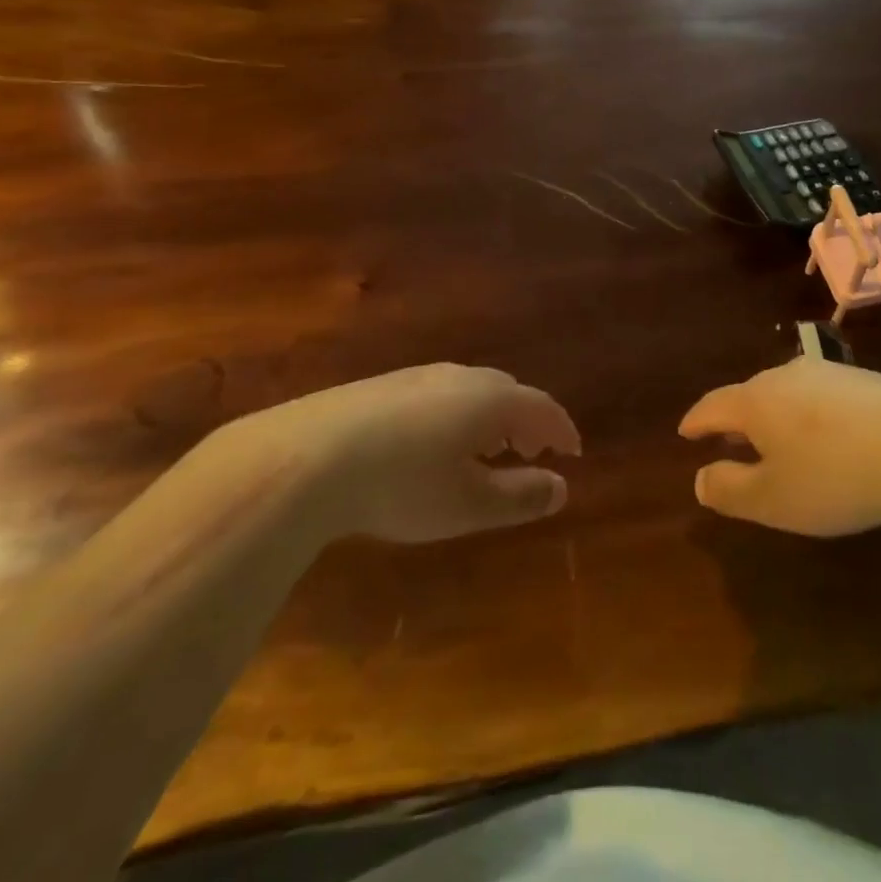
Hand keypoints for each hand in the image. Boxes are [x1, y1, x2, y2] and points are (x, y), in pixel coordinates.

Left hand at [234, 364, 580, 543]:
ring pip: (470, 390)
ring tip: (485, 449)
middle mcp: (459, 377)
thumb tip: (561, 488)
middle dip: (526, 421)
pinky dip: (455, 415)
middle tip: (531, 452)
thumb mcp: (468, 505)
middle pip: (508, 391)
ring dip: (489, 417)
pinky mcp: (381, 386)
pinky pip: (438, 395)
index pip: (542, 407)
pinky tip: (433, 444)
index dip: (562, 430)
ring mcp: (417, 376)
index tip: (574, 452)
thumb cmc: (402, 485)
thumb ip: (520, 496)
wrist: (307, 457)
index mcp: (490, 399)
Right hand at [679, 359, 880, 535]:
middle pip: (749, 394)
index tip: (685, 432)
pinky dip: (807, 415)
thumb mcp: (773, 499)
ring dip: (773, 415)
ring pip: (786, 392)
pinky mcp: (865, 380)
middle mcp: (786, 377)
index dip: (696, 421)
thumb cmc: (834, 476)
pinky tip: (824, 436)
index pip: (713, 406)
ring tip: (775, 439)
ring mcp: (828, 374)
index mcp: (756, 401)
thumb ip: (730, 490)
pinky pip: (819, 396)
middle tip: (728, 440)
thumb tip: (700, 479)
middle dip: (735, 418)